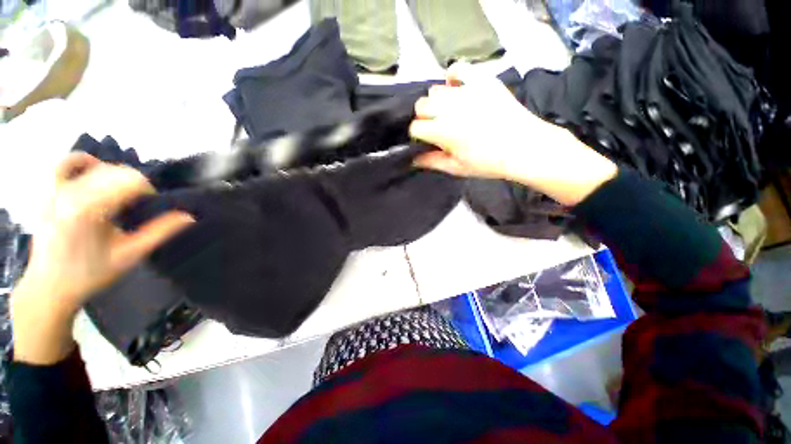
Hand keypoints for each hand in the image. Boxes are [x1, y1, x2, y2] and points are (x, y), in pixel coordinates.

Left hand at [11, 153, 193, 363]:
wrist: (48, 288)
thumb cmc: (89, 277)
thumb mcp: (130, 257)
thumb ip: (159, 234)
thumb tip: (191, 217)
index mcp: (89, 211)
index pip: (128, 181)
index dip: (148, 191)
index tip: (155, 206)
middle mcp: (69, 195)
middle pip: (114, 172)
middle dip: (135, 185)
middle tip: (143, 206)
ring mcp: (54, 192)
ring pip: (92, 165)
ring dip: (114, 174)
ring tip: (123, 192)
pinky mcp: (48, 193)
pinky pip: (64, 164)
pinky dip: (82, 161)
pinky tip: (93, 172)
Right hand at [410, 63, 617, 205]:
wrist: (523, 146)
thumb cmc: (487, 162)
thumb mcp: (456, 168)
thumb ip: (432, 162)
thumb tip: (413, 159)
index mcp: (442, 131)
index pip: (415, 127)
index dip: (418, 135)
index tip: (426, 141)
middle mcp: (449, 108)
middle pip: (421, 105)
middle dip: (423, 117)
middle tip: (436, 127)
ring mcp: (465, 91)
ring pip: (435, 90)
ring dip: (436, 102)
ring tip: (448, 112)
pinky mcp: (481, 81)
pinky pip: (458, 68)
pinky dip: (452, 77)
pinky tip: (457, 89)